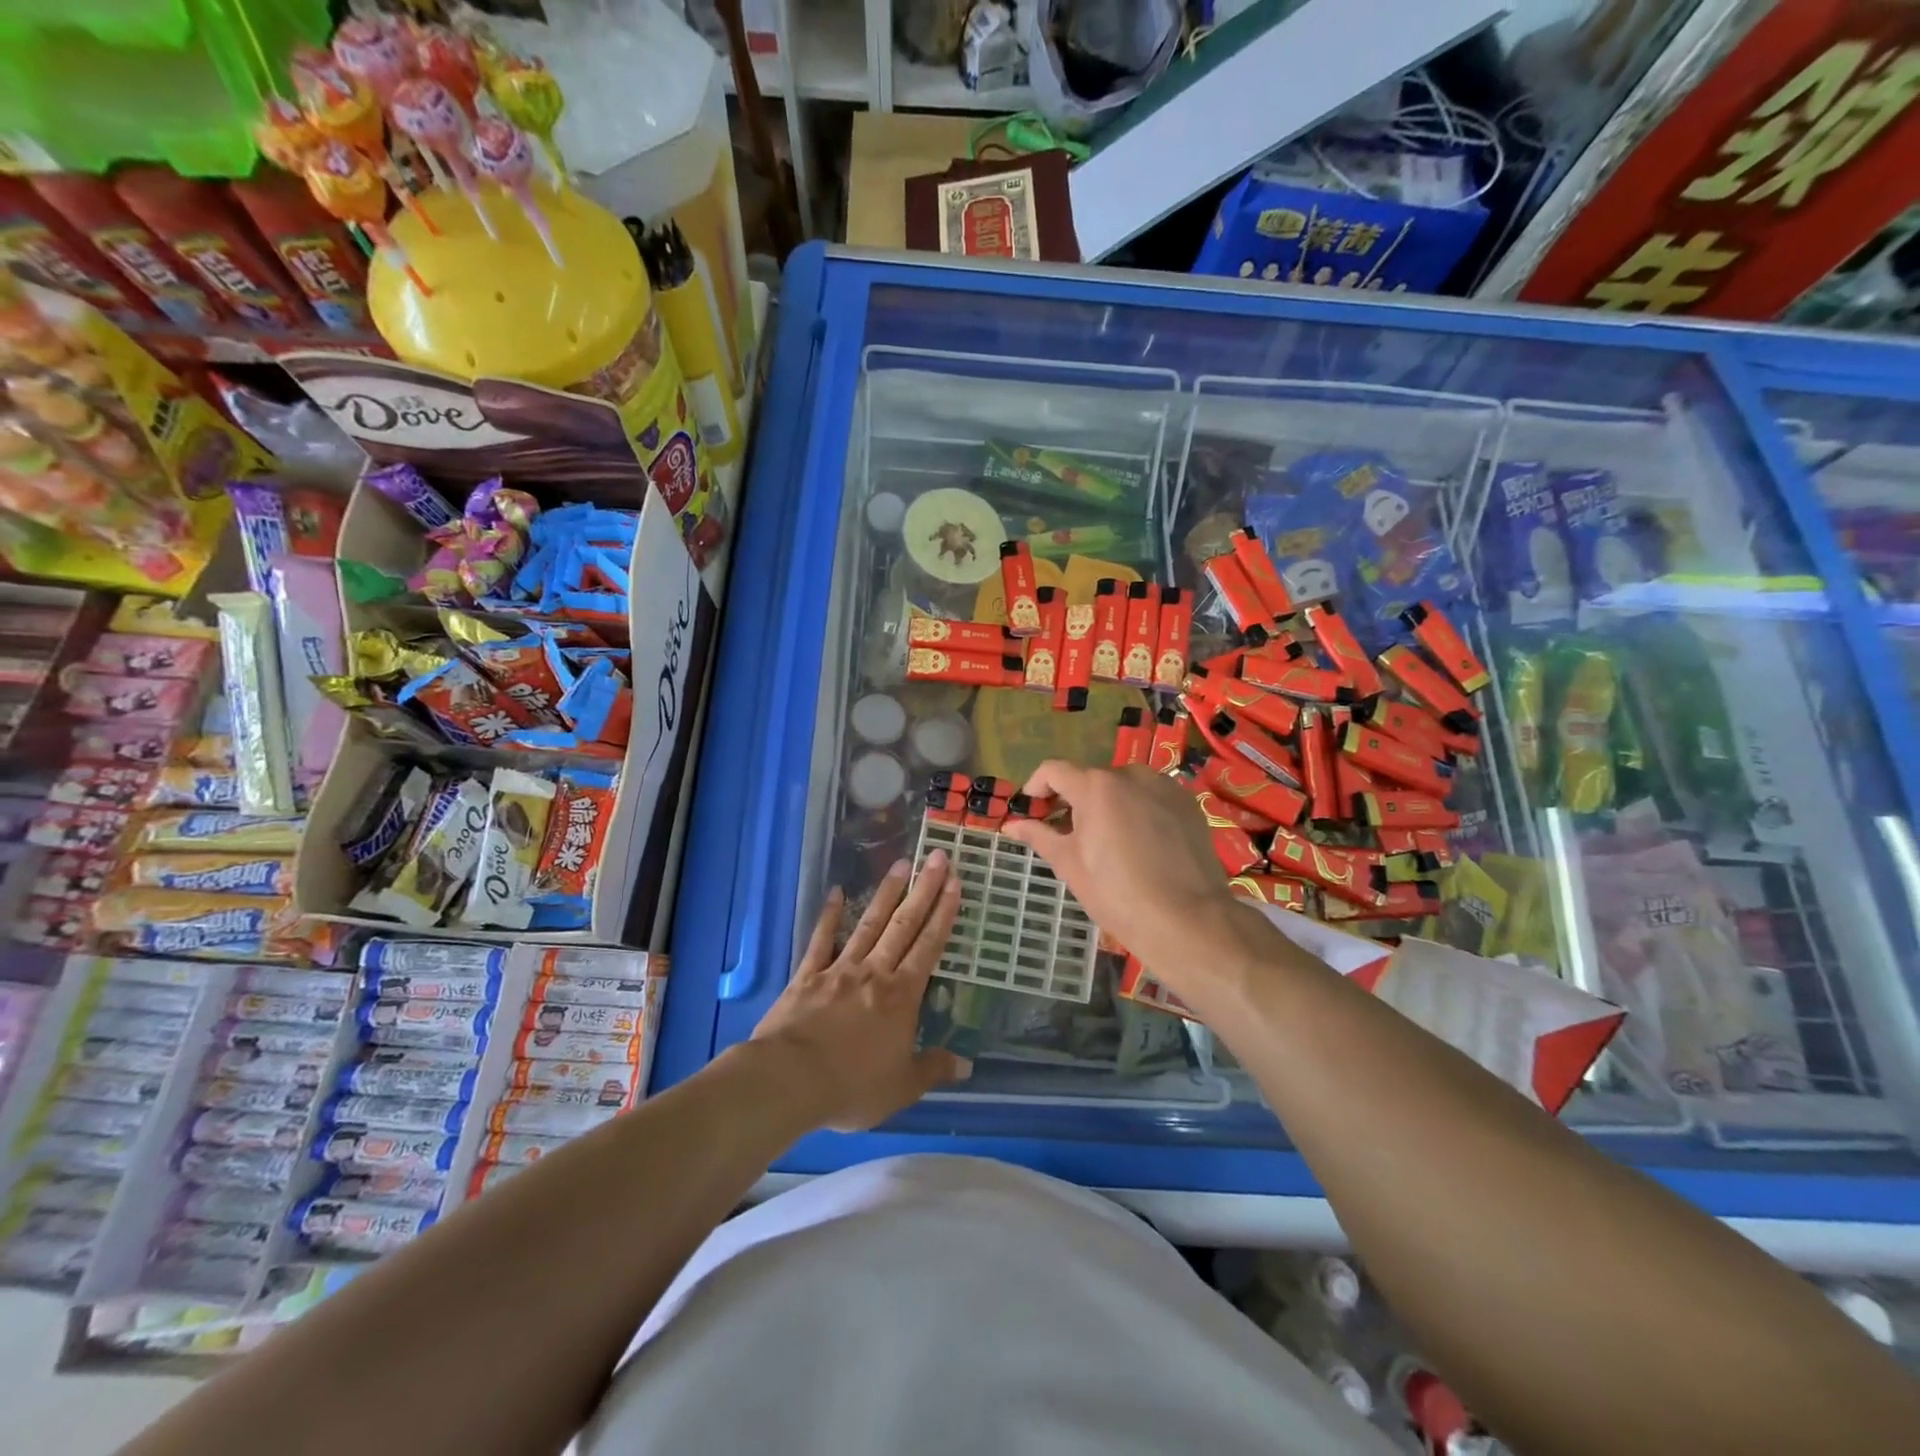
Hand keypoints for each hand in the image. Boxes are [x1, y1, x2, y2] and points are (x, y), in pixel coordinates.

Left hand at [752, 851, 970, 1131]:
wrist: (790, 1080)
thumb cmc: (852, 1086)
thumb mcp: (902, 1086)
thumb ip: (933, 1069)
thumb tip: (967, 1064)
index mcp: (901, 996)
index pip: (929, 946)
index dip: (943, 914)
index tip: (954, 883)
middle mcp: (875, 972)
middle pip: (904, 925)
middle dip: (924, 890)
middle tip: (937, 857)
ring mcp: (840, 969)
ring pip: (869, 924)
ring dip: (887, 893)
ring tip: (901, 863)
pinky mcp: (808, 975)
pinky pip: (821, 940)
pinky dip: (829, 915)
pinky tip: (836, 892)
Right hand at [1000, 762, 1234, 975]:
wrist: (1187, 920)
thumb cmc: (1117, 894)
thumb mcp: (1070, 865)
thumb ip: (1039, 836)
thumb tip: (1011, 825)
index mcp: (1096, 786)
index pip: (1054, 770)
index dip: (1036, 786)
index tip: (1032, 809)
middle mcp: (1130, 774)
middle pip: (1090, 778)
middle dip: (1073, 800)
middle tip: (1067, 833)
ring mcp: (1164, 786)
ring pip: (1123, 786)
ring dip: (1107, 804)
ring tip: (1106, 840)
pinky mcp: (1187, 803)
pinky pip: (1151, 797)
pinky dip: (1137, 810)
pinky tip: (1139, 843)